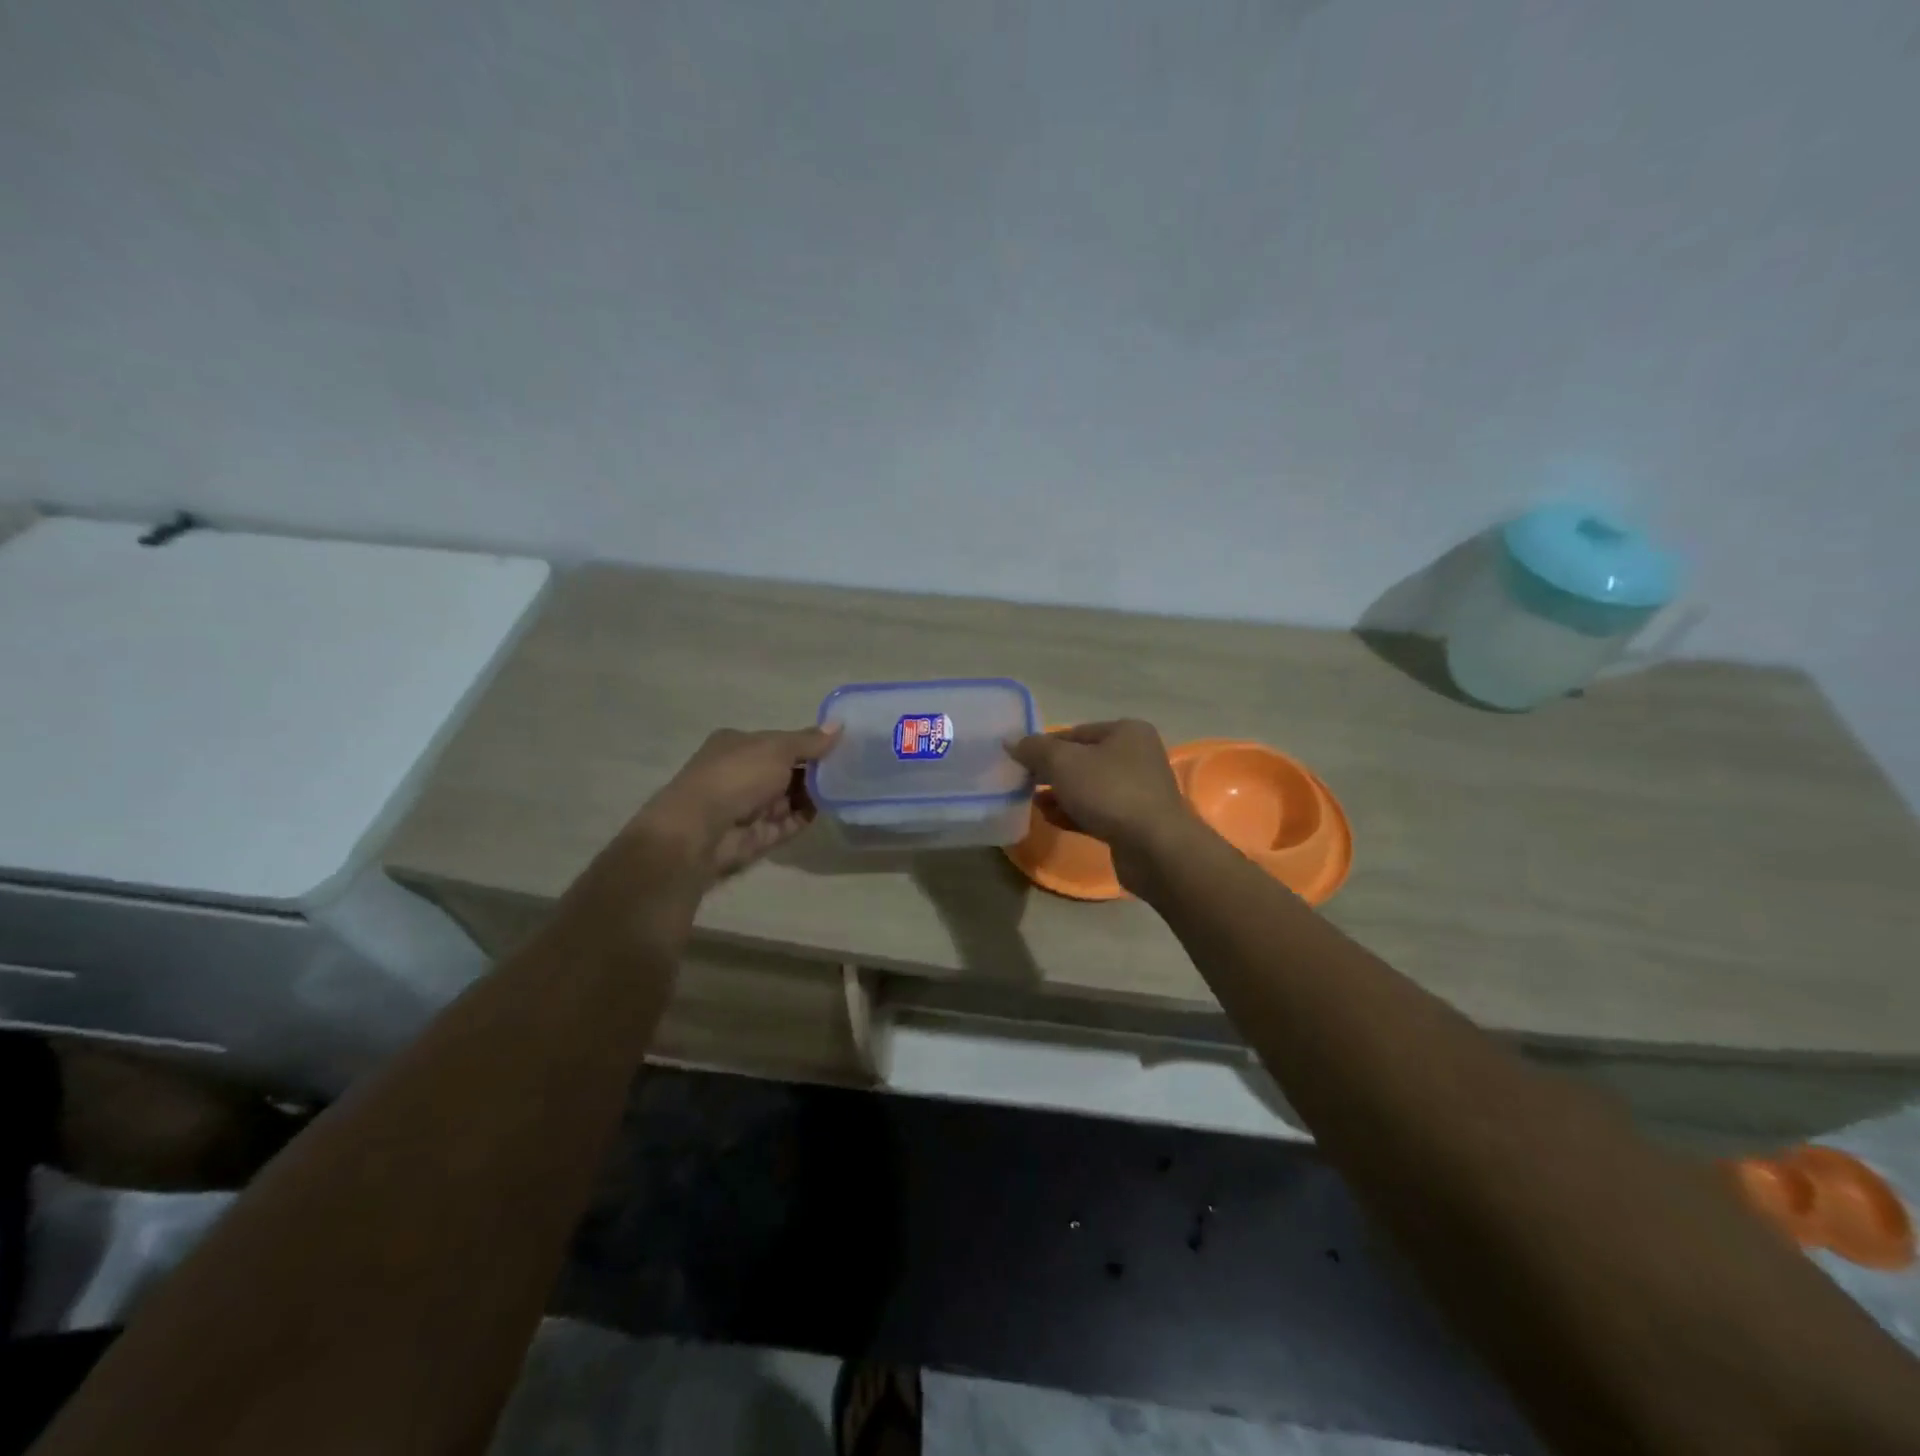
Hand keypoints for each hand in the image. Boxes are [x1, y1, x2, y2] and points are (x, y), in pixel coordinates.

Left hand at [633, 725, 840, 881]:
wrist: (699, 831)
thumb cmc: (736, 776)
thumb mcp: (776, 748)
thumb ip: (809, 740)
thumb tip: (839, 725)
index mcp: (738, 745)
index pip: (779, 741)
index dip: (808, 743)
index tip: (840, 745)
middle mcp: (741, 773)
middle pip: (786, 770)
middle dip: (815, 770)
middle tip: (850, 768)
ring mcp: (749, 806)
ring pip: (790, 798)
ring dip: (814, 794)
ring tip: (847, 788)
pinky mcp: (758, 835)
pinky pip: (789, 823)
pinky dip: (807, 816)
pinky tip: (830, 809)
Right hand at [1006, 720, 1195, 876]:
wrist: (1153, 847)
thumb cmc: (1109, 792)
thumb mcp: (1063, 763)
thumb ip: (1034, 749)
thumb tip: (1011, 741)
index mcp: (1127, 732)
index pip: (1075, 733)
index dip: (1044, 745)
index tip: (1019, 761)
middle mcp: (1136, 756)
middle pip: (1082, 760)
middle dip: (1051, 772)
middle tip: (1022, 783)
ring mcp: (1138, 791)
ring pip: (1088, 788)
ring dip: (1060, 795)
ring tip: (1031, 802)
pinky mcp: (1134, 822)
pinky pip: (1096, 812)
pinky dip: (1073, 814)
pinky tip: (1049, 819)